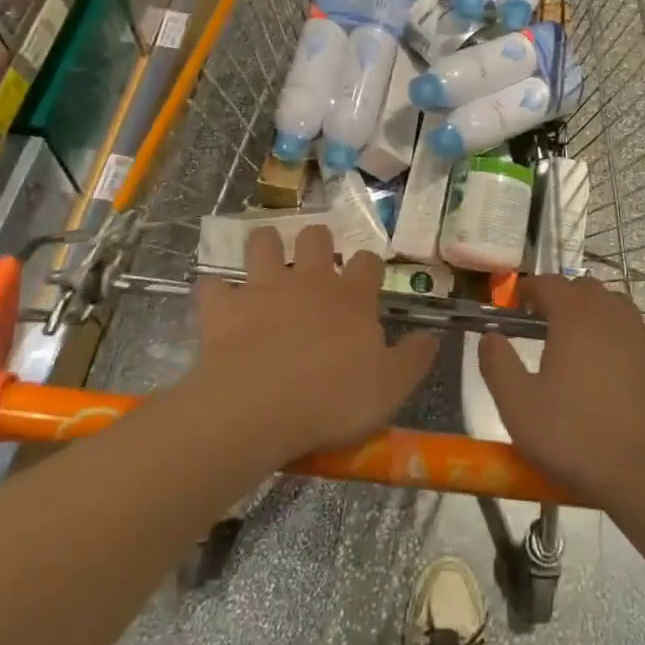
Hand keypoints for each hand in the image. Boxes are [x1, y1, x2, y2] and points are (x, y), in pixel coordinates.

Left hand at [194, 225, 436, 460]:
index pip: (367, 262)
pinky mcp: (223, 307)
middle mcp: (309, 281)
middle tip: (316, 261)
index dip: (368, 266)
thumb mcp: (391, 388)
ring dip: (265, 245)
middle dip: (317, 241)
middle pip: (316, 237)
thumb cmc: (333, 399)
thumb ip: (414, 359)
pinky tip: (218, 301)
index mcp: (351, 297)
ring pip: (263, 243)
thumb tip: (431, 336)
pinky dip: (216, 291)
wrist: (259, 408)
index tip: (367, 279)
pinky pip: (213, 286)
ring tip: (266, 260)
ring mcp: (263, 288)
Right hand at [478, 275, 644, 517]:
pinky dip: (641, 328)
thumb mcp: (518, 407)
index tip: (518, 303)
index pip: (550, 283)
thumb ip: (497, 365)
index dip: (531, 288)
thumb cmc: (577, 438)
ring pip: (620, 304)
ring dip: (599, 309)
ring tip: (585, 333)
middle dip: (564, 296)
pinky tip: (637, 340)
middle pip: (586, 287)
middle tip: (545, 320)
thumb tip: (489, 336)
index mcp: (573, 318)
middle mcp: (611, 316)